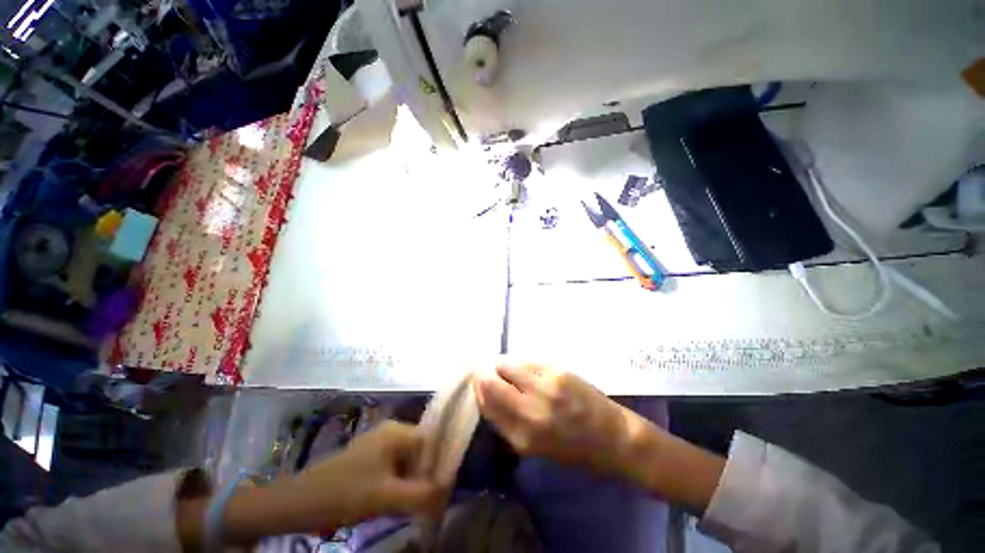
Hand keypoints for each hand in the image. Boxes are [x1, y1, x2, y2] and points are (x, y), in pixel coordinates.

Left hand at [294, 421, 444, 526]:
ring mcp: (379, 442)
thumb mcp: (386, 496)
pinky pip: (394, 465)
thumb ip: (422, 494)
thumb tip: (449, 492)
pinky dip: (400, 481)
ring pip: (408, 459)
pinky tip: (395, 498)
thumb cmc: (345, 492)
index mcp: (397, 431)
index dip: (440, 463)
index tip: (443, 488)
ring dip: (413, 479)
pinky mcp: (369, 455)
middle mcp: (392, 430)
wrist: (299, 500)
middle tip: (428, 498)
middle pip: (421, 450)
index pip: (432, 441)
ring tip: (413, 501)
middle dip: (426, 473)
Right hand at [474, 363, 646, 477]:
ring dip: (503, 367)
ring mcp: (544, 387)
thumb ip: (507, 422)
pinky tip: (530, 371)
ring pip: (507, 365)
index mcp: (521, 436)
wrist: (612, 436)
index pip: (486, 404)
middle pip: (491, 381)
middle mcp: (529, 410)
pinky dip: (523, 365)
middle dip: (485, 375)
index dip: (479, 390)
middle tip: (488, 372)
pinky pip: (528, 362)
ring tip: (510, 371)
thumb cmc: (571, 448)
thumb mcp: (534, 447)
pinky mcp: (557, 371)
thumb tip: (487, 395)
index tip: (478, 383)